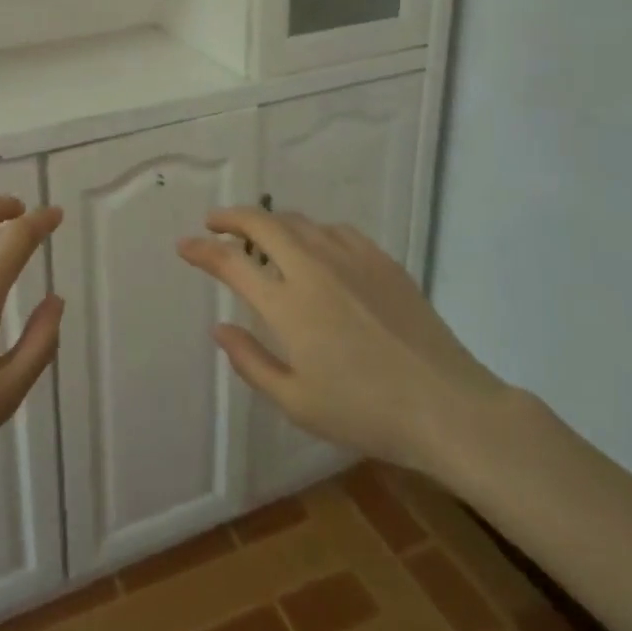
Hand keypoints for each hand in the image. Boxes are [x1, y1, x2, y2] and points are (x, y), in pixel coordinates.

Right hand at [178, 209, 510, 486]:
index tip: (185, 246)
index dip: (202, 250)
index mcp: (287, 304)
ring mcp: (350, 258)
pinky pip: (335, 231)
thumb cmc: (365, 413)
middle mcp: (313, 267)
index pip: (231, 261)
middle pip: (262, 222)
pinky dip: (311, 232)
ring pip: (298, 221)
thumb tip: (219, 328)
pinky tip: (315, 248)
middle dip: (230, 217)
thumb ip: (251, 362)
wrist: (446, 406)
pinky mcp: (381, 260)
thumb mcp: (297, 402)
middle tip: (215, 223)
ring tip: (261, 236)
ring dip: (271, 223)